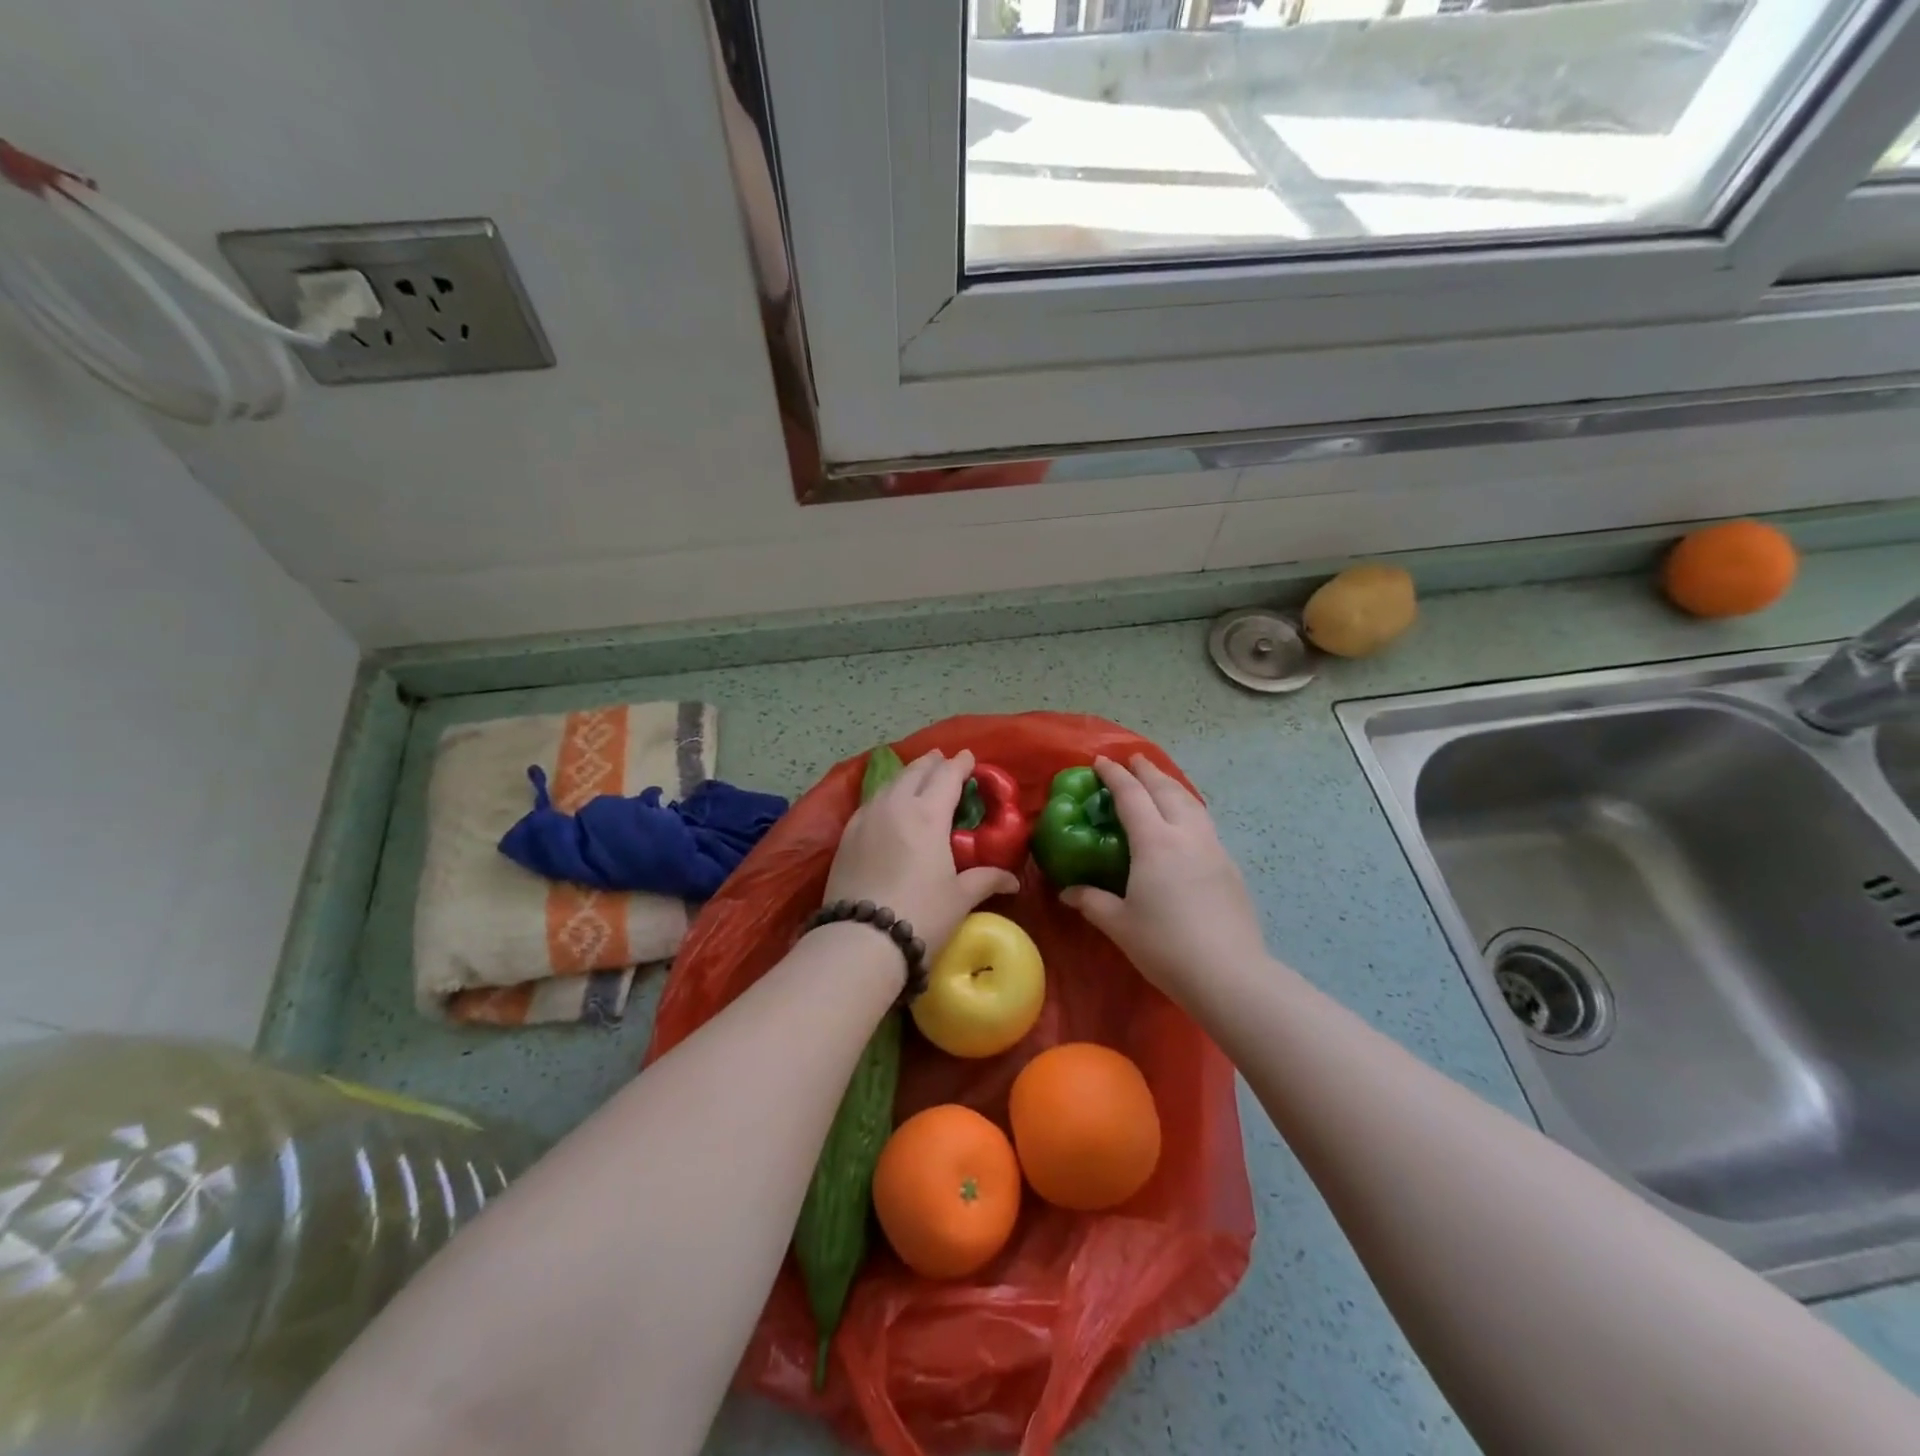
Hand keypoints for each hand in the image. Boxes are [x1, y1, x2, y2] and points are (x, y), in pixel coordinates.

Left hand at [824, 749, 1019, 965]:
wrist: (860, 940)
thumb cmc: (921, 915)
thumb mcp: (959, 898)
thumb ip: (985, 880)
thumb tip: (1012, 880)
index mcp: (928, 814)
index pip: (947, 777)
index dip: (960, 764)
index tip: (968, 757)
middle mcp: (896, 806)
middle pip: (915, 772)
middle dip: (931, 763)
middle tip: (942, 759)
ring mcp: (866, 818)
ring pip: (889, 784)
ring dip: (907, 775)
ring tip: (916, 775)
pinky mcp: (846, 835)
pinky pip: (870, 802)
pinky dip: (885, 794)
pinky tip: (887, 803)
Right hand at [1060, 756, 1267, 1002]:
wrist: (1230, 974)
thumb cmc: (1165, 946)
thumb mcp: (1119, 924)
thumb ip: (1092, 902)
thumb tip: (1068, 892)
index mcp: (1155, 842)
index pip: (1132, 796)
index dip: (1115, 776)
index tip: (1101, 762)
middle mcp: (1186, 836)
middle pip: (1167, 790)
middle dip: (1148, 772)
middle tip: (1133, 760)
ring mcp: (1213, 850)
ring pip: (1192, 804)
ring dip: (1172, 787)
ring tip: (1160, 783)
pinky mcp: (1230, 868)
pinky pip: (1205, 825)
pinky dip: (1189, 811)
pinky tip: (1185, 825)